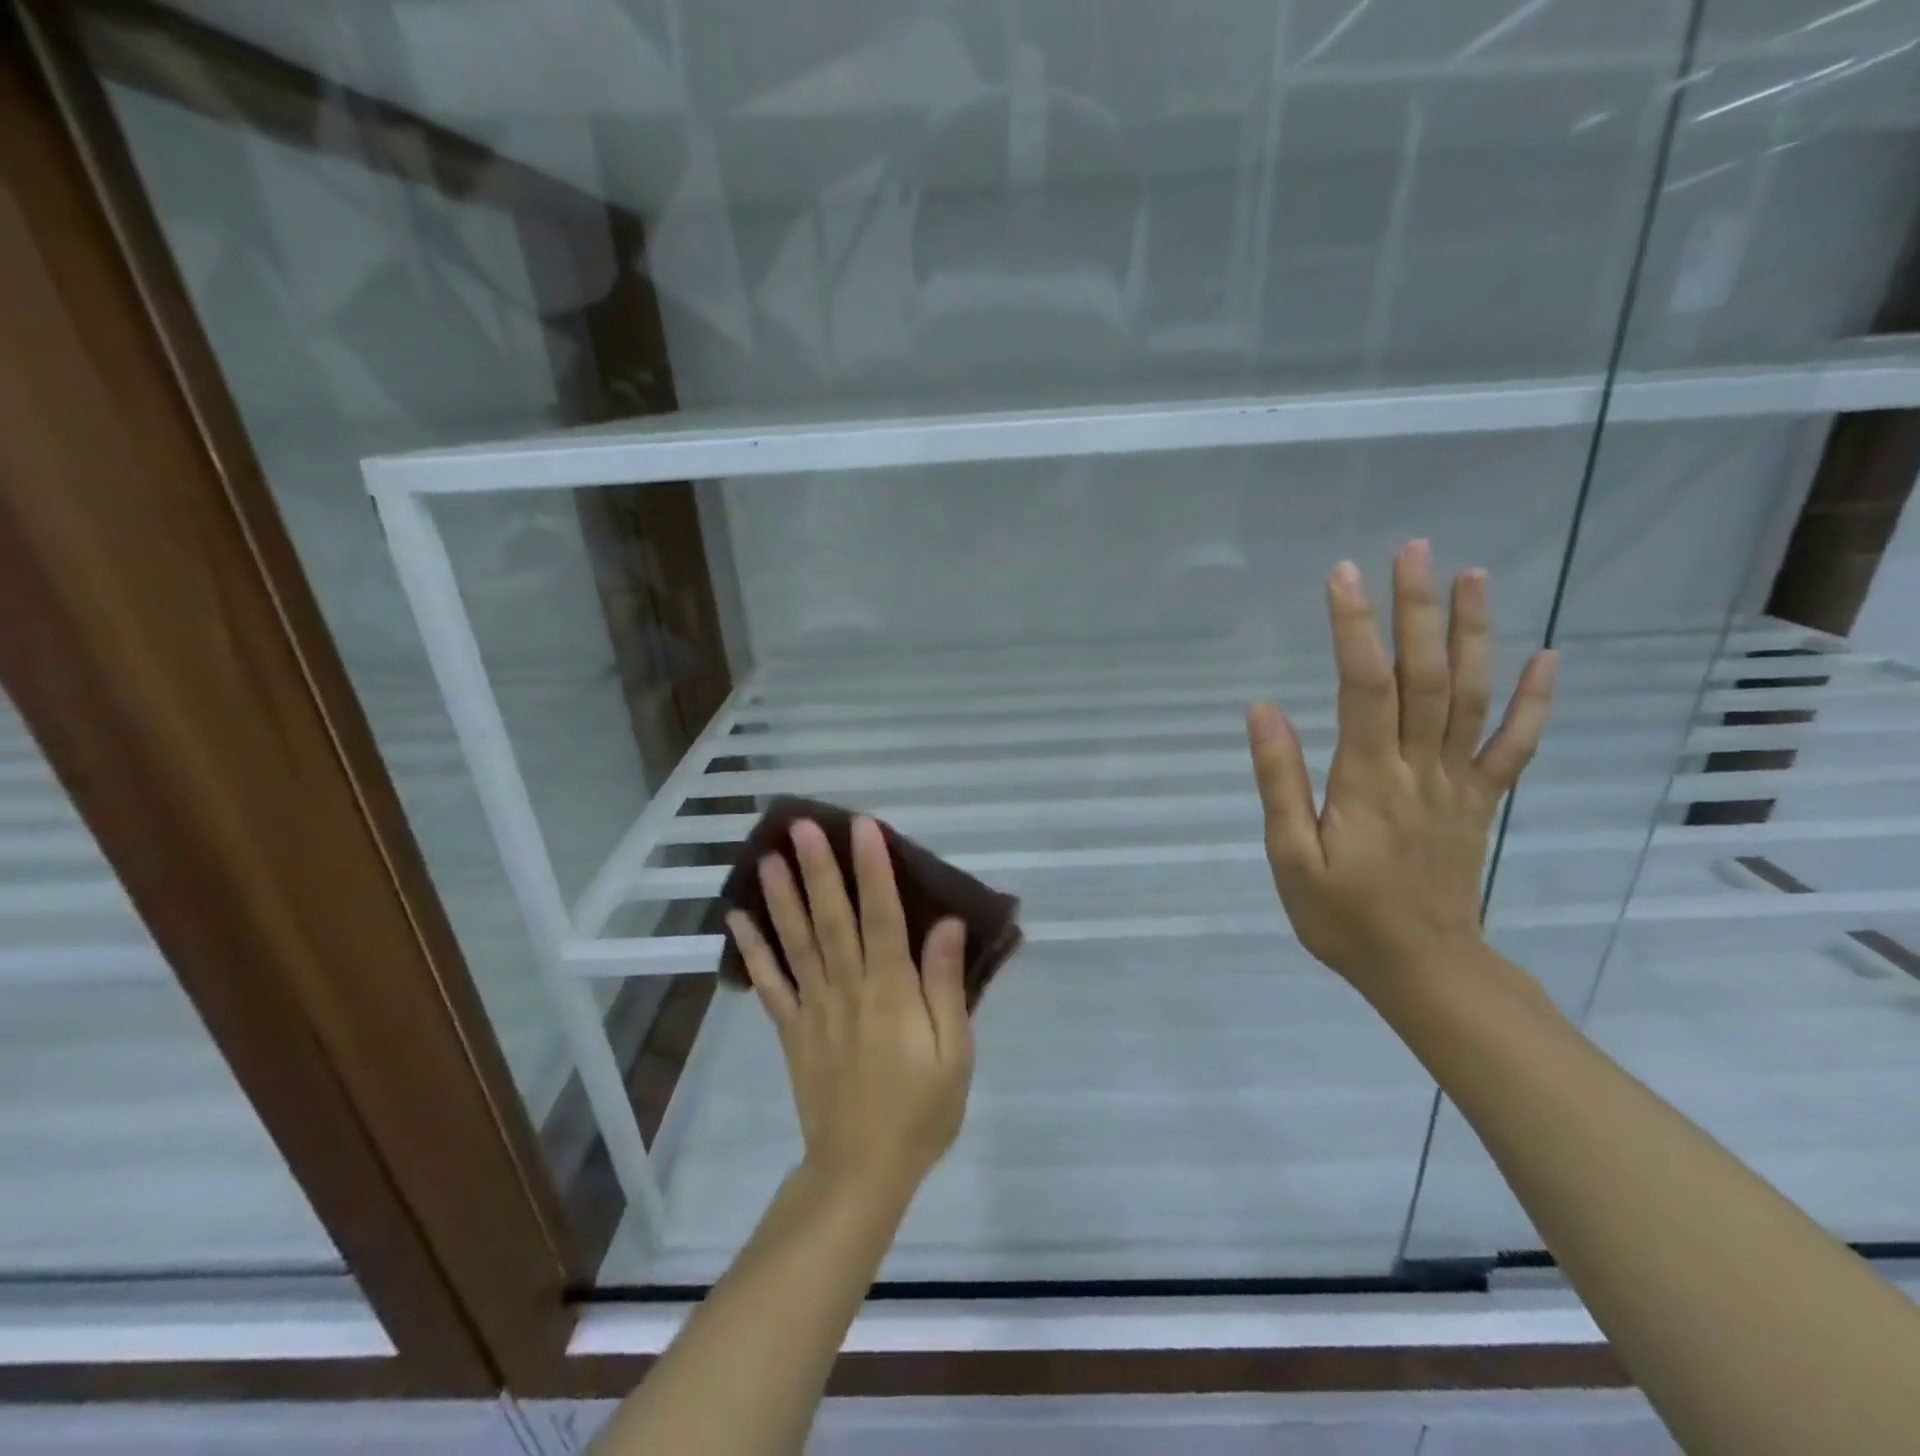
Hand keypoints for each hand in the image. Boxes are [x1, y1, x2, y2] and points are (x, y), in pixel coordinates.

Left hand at [725, 817, 973, 1207]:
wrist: (861, 1170)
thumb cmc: (921, 1110)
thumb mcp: (955, 1052)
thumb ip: (946, 985)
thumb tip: (947, 923)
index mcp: (891, 991)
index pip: (882, 916)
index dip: (873, 869)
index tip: (862, 827)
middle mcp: (847, 988)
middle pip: (832, 918)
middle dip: (818, 868)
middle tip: (801, 826)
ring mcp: (812, 1007)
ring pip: (796, 941)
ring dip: (781, 896)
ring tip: (766, 856)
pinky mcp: (791, 1029)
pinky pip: (768, 983)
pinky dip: (751, 950)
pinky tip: (737, 918)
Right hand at [1245, 541, 1556, 1000]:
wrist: (1424, 970)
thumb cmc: (1343, 917)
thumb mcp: (1290, 857)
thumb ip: (1280, 782)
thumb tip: (1263, 711)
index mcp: (1368, 780)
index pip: (1363, 687)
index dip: (1353, 628)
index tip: (1341, 576)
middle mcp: (1421, 768)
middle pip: (1423, 676)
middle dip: (1416, 609)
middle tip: (1412, 550)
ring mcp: (1459, 782)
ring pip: (1470, 696)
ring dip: (1472, 633)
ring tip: (1473, 575)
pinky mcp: (1480, 801)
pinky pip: (1513, 745)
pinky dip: (1533, 699)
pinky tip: (1546, 656)